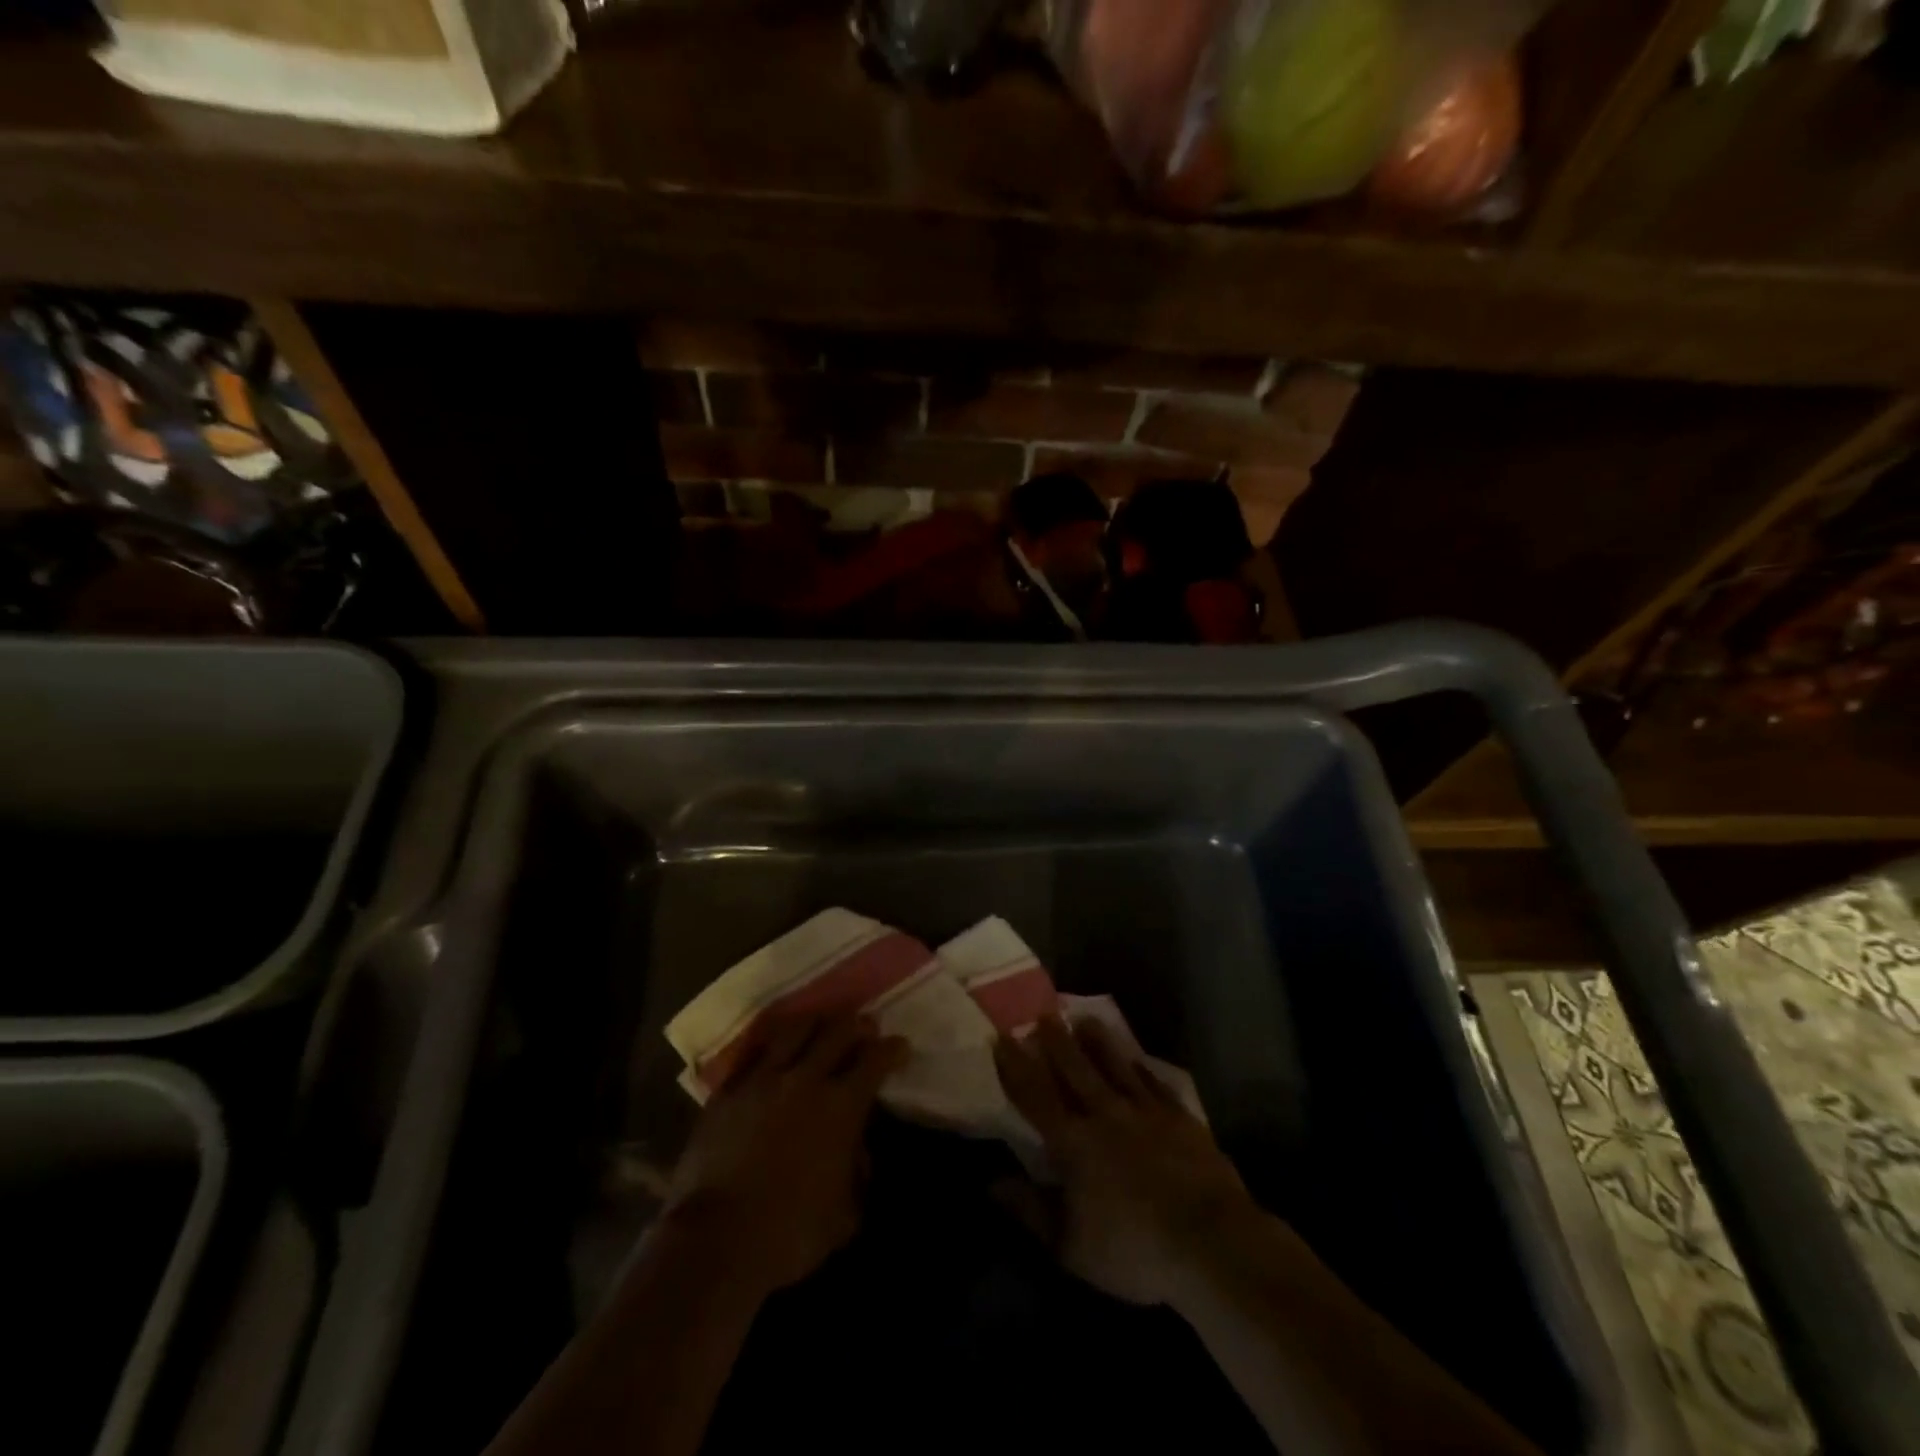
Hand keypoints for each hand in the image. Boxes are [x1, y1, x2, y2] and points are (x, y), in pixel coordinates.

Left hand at [663, 1011, 906, 1297]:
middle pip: (838, 1032)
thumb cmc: (789, 1233)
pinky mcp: (728, 1091)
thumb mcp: (845, 1216)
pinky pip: (753, 1053)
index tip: (900, 1046)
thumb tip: (858, 1153)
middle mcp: (806, 1080)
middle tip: (866, 1026)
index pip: (875, 1060)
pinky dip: (771, 1046)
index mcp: (841, 1106)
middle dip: (858, 1025)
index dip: (892, 1049)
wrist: (716, 1241)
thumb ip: (858, 1176)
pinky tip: (774, 1047)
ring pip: (794, 1030)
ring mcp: (763, 1080)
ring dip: (815, 1023)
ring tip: (822, 1022)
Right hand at [994, 1015, 1255, 1306]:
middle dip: (1056, 1041)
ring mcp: (1146, 1112)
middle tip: (1042, 1014)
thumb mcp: (1071, 1247)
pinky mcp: (1180, 1118)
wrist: (1211, 1244)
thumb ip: (1030, 1210)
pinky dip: (1142, 1069)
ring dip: (1098, 1042)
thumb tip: (992, 1182)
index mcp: (1074, 1143)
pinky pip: (1155, 1083)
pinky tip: (1137, 1060)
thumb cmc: (1134, 1251)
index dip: (1016, 1067)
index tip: (1001, 1038)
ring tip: (1085, 1019)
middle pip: (1075, 1069)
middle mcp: (1106, 1115)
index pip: (1036, 1096)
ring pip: (1116, 1066)